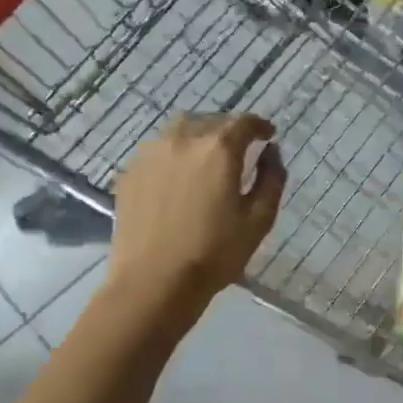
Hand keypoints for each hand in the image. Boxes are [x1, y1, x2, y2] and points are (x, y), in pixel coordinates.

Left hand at [108, 113, 285, 297]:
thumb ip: (272, 178)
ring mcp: (150, 154)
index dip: (260, 126)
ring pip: (180, 130)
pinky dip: (175, 154)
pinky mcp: (130, 173)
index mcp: (219, 149)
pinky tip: (179, 177)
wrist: (154, 282)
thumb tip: (272, 152)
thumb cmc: (215, 252)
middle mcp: (183, 140)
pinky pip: (158, 151)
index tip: (268, 136)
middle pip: (210, 120)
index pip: (244, 122)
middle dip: (229, 130)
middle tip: (240, 149)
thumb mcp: (259, 219)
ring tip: (207, 157)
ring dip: (199, 136)